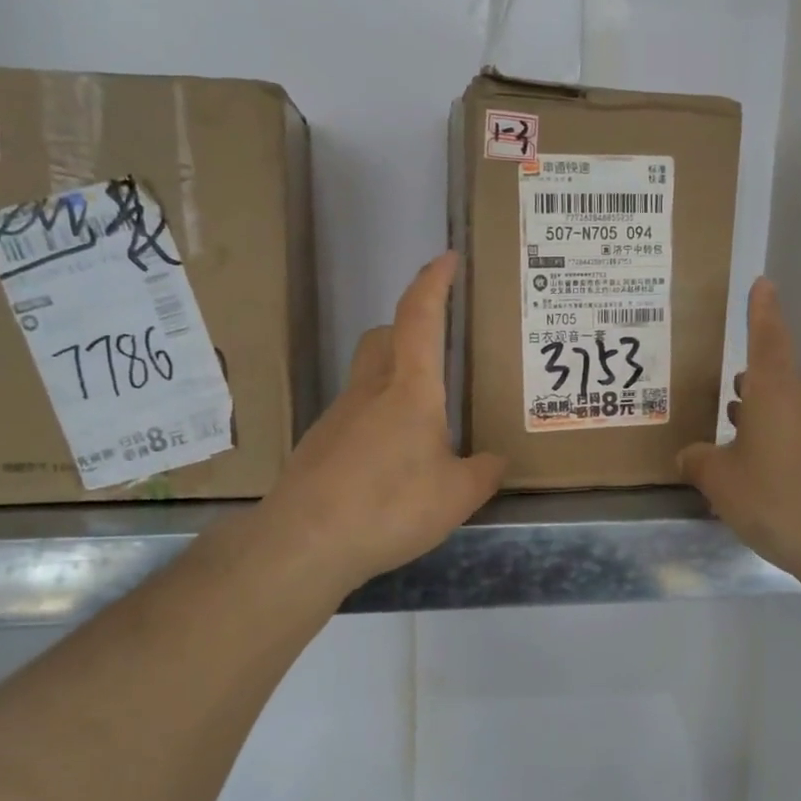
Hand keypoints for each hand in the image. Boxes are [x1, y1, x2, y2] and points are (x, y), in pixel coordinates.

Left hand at [251, 252, 505, 594]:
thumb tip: (495, 460)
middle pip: (384, 338)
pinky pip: (355, 415)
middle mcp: (369, 390)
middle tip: (439, 352)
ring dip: (395, 381)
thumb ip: (483, 473)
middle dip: (410, 330)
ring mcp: (337, 417)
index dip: (434, 282)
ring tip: (425, 425)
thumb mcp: (456, 496)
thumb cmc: (389, 506)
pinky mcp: (319, 445)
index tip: (447, 258)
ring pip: (367, 377)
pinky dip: (378, 422)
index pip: (420, 317)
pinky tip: (392, 465)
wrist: (304, 542)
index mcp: (409, 389)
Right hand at [677, 278, 800, 586]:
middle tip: (727, 409)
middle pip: (777, 382)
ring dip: (767, 423)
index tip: (763, 283)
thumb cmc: (778, 501)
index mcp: (776, 393)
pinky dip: (787, 449)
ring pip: (793, 413)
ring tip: (742, 450)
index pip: (767, 338)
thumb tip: (691, 454)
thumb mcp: (722, 484)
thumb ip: (699, 462)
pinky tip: (773, 483)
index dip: (761, 311)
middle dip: (751, 391)